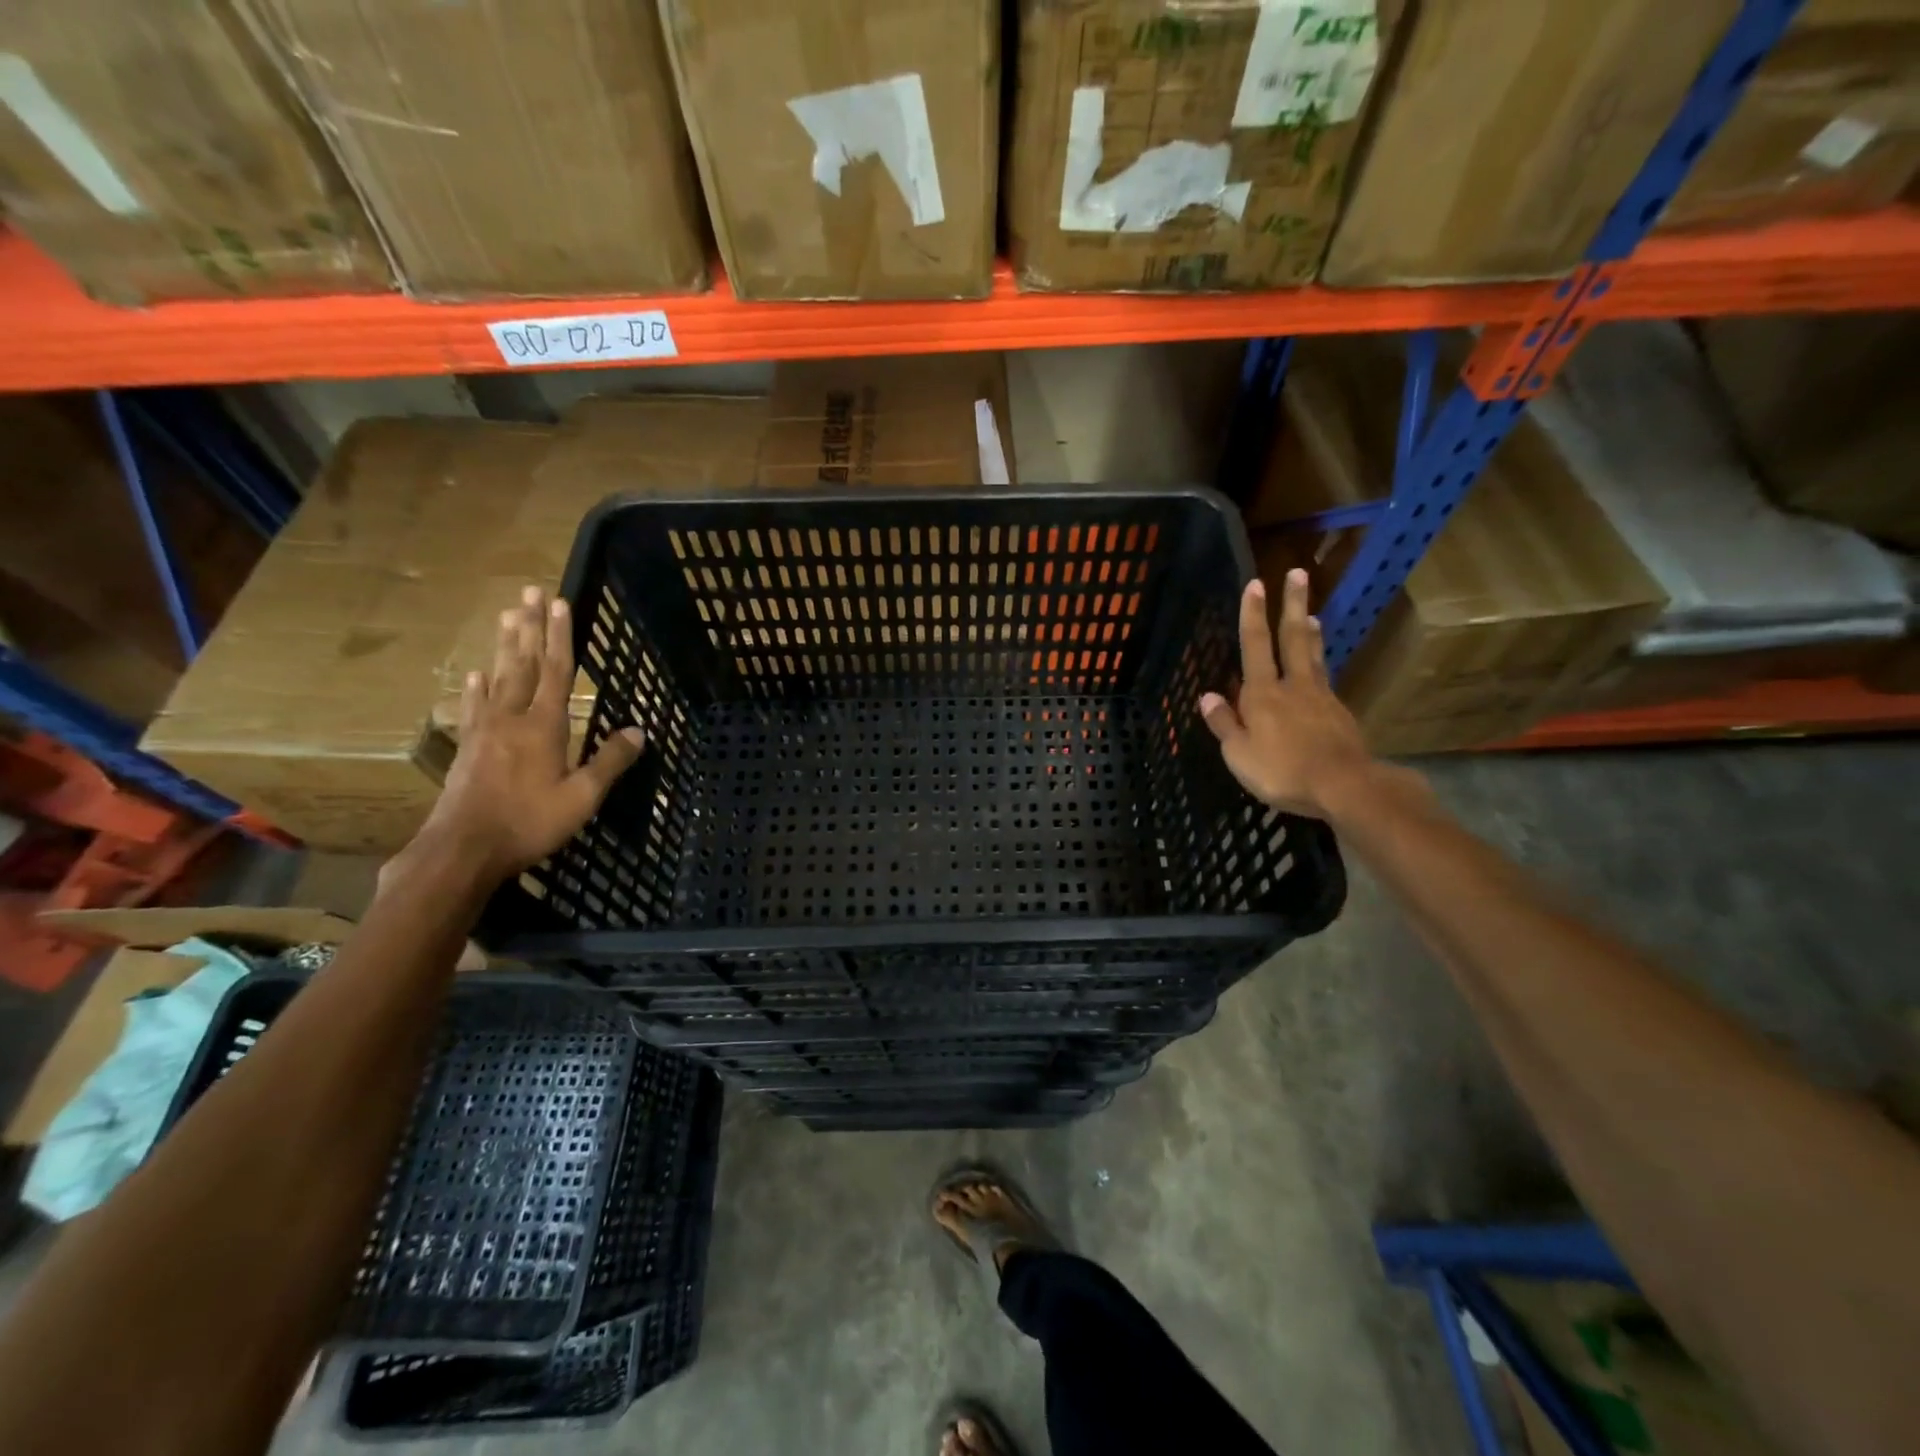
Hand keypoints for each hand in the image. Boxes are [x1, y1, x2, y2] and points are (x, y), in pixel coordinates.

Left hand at [416, 585, 644, 881]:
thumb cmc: (530, 822)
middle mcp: (514, 717)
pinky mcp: (469, 746)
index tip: (559, 602)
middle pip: (524, 664)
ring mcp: (486, 730)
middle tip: (528, 592)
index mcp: (545, 726)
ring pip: (498, 677)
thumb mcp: (582, 797)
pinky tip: (475, 673)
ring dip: (505, 646)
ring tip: (507, 616)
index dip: (560, 636)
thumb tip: (639, 730)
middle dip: (530, 627)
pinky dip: (476, 686)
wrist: (463, 848)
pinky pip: (474, 707)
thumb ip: (610, 761)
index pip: (558, 671)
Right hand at [1199, 568, 1373, 818]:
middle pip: (1291, 638)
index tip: (1255, 584)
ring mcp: (1320, 697)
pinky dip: (1319, 664)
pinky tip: (1318, 668)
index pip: (1254, 645)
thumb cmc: (1281, 770)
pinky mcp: (1339, 713)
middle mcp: (1292, 685)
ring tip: (1310, 614)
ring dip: (1309, 632)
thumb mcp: (1239, 754)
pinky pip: (1324, 679)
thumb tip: (1206, 696)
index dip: (1252, 614)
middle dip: (1291, 604)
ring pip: (1312, 656)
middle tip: (1297, 574)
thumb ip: (1224, 723)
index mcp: (1262, 693)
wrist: (1344, 785)